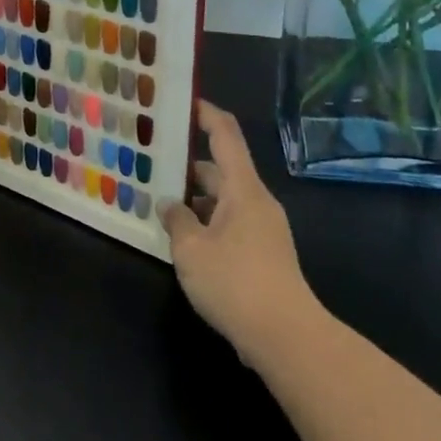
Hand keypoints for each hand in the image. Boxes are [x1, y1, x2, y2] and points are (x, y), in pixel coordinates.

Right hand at [161, 102, 317, 368]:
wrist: (287, 339)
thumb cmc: (236, 283)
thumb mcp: (191, 249)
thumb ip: (176, 220)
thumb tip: (169, 205)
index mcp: (243, 188)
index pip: (225, 134)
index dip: (205, 113)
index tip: (182, 102)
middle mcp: (256, 201)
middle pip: (221, 169)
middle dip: (187, 165)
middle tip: (153, 162)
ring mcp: (263, 230)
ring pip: (224, 200)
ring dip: (195, 199)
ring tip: (159, 203)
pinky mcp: (264, 256)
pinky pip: (230, 225)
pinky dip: (207, 223)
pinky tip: (183, 240)